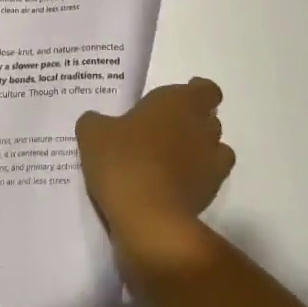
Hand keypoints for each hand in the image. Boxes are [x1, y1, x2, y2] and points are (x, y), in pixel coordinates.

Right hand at [77, 78, 233, 268]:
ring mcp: (211, 162)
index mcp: (179, 101)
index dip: (197, 92)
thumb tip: (96, 121)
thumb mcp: (93, 134)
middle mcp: (202, 127)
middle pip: (208, 118)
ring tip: (170, 160)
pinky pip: (209, 178)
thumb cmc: (123, 160)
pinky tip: (173, 184)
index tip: (180, 99)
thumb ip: (96, 121)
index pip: (206, 90)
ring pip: (214, 148)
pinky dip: (197, 178)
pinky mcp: (211, 193)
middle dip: (192, 122)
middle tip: (163, 131)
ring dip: (198, 150)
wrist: (148, 216)